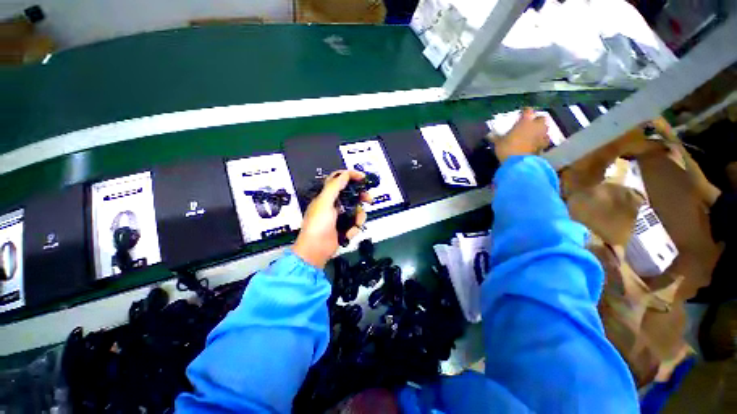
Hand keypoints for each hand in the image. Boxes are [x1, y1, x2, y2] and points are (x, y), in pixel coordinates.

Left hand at [293, 170, 370, 268]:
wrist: (316, 250)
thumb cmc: (318, 224)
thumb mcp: (324, 203)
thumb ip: (334, 186)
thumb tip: (345, 173)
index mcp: (327, 195)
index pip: (339, 179)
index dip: (351, 176)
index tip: (363, 178)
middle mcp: (334, 204)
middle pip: (352, 194)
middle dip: (361, 197)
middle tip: (369, 200)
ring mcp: (340, 216)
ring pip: (356, 210)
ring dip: (358, 217)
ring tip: (355, 224)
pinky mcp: (345, 227)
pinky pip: (355, 223)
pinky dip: (354, 228)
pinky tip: (348, 234)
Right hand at [492, 108, 549, 162]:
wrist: (518, 163)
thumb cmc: (507, 149)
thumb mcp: (498, 142)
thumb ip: (496, 137)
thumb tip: (489, 135)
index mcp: (525, 121)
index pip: (527, 111)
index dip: (524, 111)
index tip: (521, 114)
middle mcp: (536, 125)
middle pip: (541, 118)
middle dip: (536, 120)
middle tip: (529, 124)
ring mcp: (542, 135)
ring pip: (544, 129)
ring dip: (540, 130)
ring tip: (533, 134)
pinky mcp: (544, 146)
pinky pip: (544, 140)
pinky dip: (540, 140)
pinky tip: (535, 143)